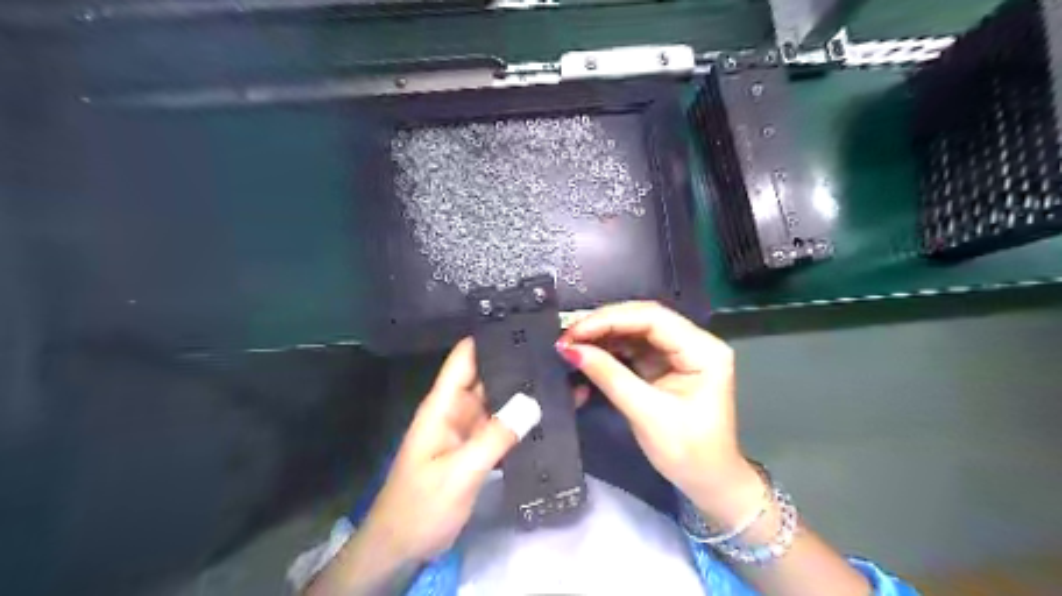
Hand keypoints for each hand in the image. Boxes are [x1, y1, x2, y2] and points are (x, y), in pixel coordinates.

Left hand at [357, 341, 539, 567]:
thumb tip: (533, 402)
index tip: (523, 323)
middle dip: (518, 363)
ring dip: (525, 392)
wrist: (401, 549)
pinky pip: (504, 427)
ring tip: (562, 377)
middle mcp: (457, 410)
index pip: (465, 358)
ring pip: (500, 401)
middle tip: (558, 352)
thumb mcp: (458, 472)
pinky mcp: (478, 449)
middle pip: (488, 376)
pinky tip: (551, 415)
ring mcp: (469, 430)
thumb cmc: (420, 506)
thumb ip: (495, 437)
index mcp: (443, 406)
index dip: (489, 337)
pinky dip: (524, 420)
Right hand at [556, 302, 762, 526]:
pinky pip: (633, 347)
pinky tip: (587, 351)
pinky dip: (609, 349)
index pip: (653, 318)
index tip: (575, 331)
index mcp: (703, 350)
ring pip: (635, 330)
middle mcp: (693, 342)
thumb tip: (570, 349)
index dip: (610, 319)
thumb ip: (609, 376)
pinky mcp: (664, 364)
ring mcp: (678, 351)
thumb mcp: (647, 414)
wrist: (708, 482)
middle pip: (643, 318)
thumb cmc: (688, 452)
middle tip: (568, 335)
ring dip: (603, 335)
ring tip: (571, 342)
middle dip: (603, 324)